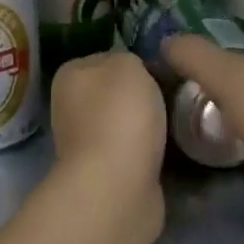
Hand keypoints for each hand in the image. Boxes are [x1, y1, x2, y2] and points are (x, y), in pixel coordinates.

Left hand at [48, 53, 166, 243]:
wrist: (117, 184)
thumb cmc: (119, 114)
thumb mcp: (128, 65)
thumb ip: (129, 59)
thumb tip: (133, 73)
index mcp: (68, 76)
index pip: (105, 59)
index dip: (135, 63)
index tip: (161, 71)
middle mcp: (69, 107)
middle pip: (114, 93)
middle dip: (141, 97)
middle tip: (173, 97)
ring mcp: (84, 143)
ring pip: (124, 124)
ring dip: (146, 127)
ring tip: (175, 124)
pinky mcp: (104, 173)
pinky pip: (132, 152)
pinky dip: (148, 153)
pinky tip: (167, 151)